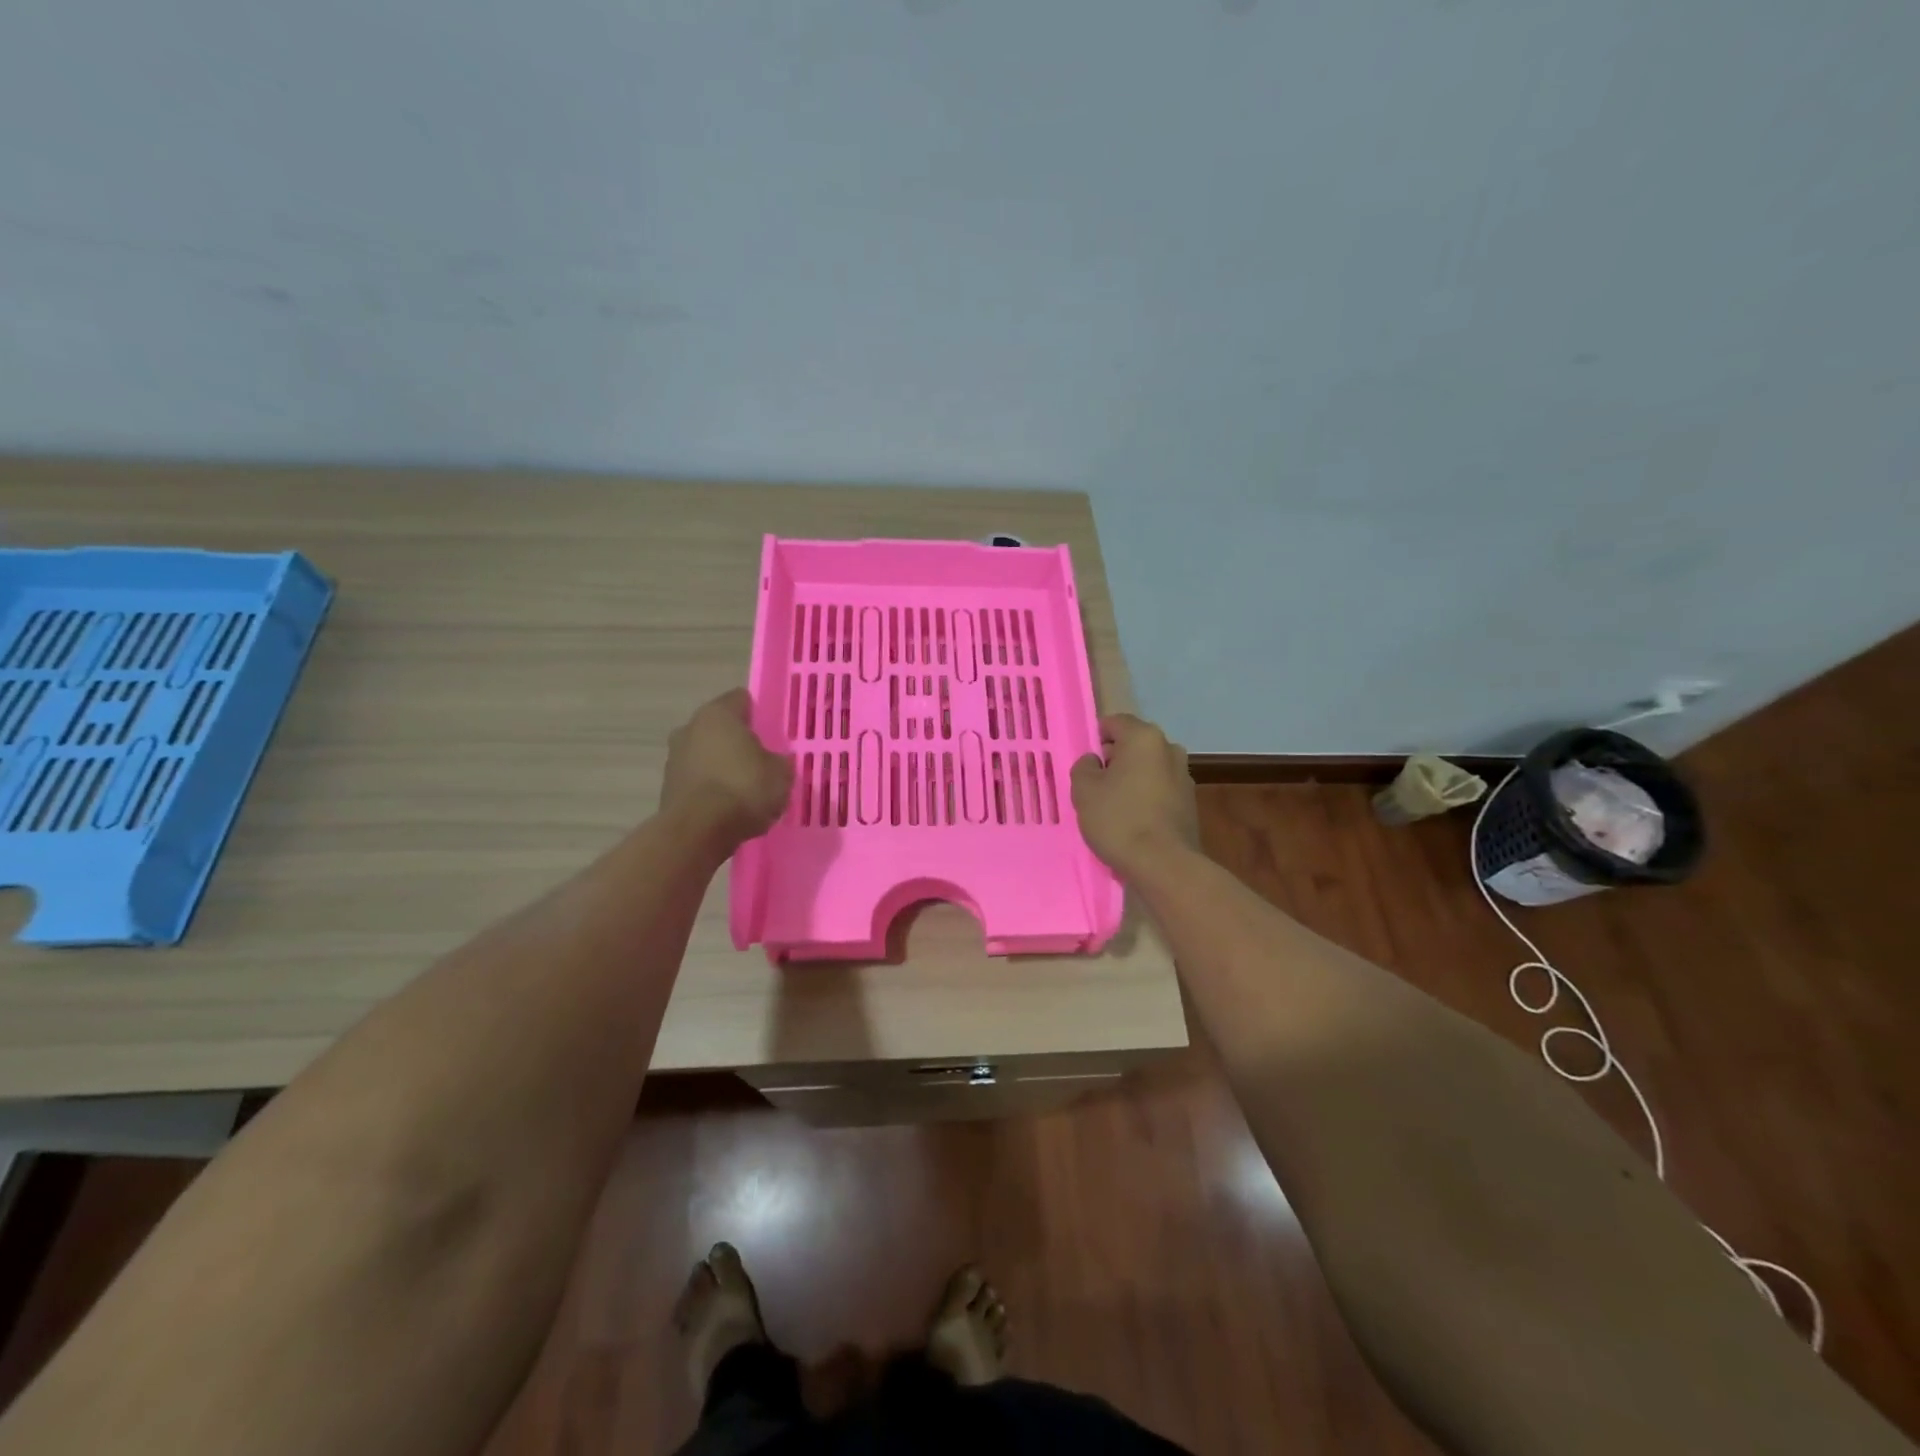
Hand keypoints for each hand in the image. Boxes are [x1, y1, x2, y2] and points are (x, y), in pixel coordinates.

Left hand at [661, 689, 792, 844]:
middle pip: (720, 729)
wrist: (698, 832)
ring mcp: (674, 758)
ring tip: (745, 789)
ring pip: (705, 755)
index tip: (773, 732)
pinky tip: (728, 807)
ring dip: (721, 766)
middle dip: (738, 742)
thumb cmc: (743, 789)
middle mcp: (690, 728)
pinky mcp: (667, 788)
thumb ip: (779, 762)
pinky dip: (710, 789)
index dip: (759, 714)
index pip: (741, 700)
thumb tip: (774, 762)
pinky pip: (697, 781)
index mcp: (718, 714)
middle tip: (761, 760)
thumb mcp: (781, 774)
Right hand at [1070, 713, 1198, 876]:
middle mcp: (1169, 749)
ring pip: (1148, 769)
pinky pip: (1159, 790)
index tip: (1084, 761)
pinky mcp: (1190, 803)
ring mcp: (1184, 777)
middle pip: (1134, 746)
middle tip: (1094, 784)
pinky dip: (1145, 797)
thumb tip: (1094, 761)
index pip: (1115, 723)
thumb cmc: (1119, 818)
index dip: (1095, 738)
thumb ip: (1084, 767)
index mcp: (1144, 738)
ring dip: (1130, 780)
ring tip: (1112, 805)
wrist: (1163, 864)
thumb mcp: (1084, 790)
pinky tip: (1132, 820)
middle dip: (1114, 760)